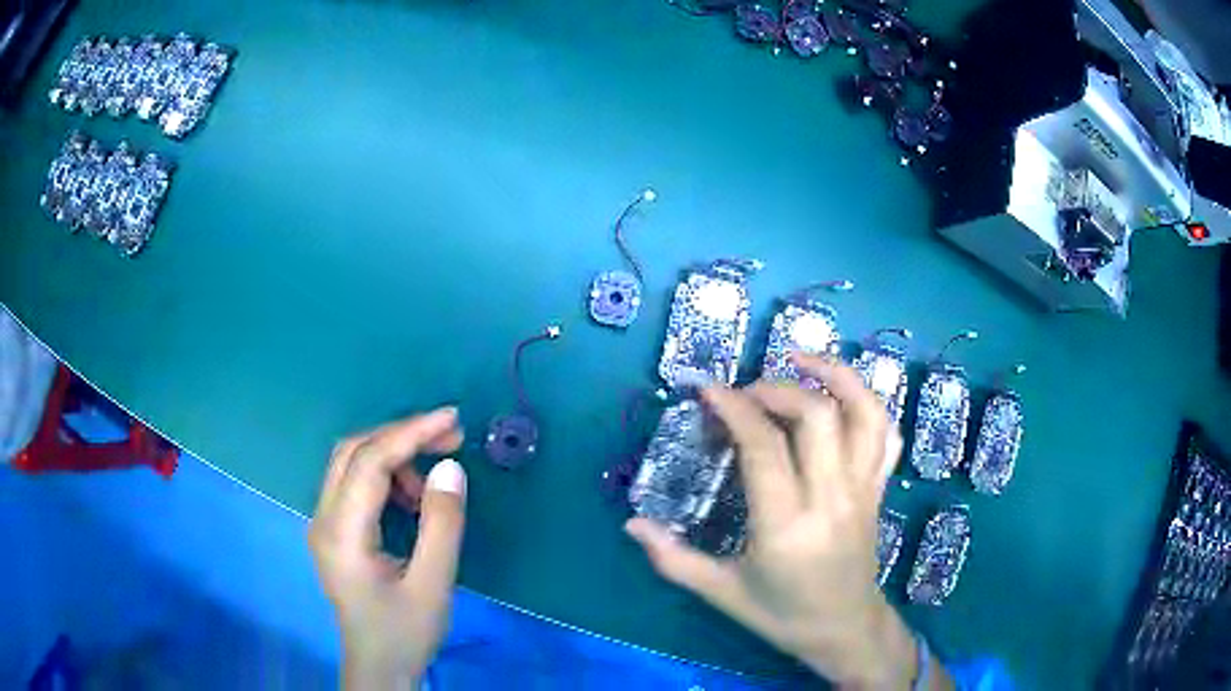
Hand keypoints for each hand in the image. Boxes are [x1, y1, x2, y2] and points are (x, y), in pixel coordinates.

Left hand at [309, 407, 466, 689]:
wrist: (378, 666)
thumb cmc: (405, 632)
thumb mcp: (433, 585)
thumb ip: (442, 526)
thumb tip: (450, 467)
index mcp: (341, 534)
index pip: (369, 462)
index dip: (410, 433)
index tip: (452, 419)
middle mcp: (322, 519)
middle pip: (352, 451)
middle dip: (401, 435)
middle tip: (450, 437)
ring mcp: (322, 523)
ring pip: (350, 463)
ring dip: (393, 455)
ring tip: (434, 479)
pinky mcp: (332, 530)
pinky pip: (353, 483)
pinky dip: (385, 476)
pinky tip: (412, 497)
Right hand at [626, 356, 950, 689]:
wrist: (845, 631)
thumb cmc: (781, 616)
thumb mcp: (722, 593)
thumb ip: (673, 559)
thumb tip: (630, 523)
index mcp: (786, 525)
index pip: (764, 446)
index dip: (734, 407)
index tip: (708, 389)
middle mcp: (831, 498)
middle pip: (815, 416)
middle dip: (777, 386)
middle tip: (745, 391)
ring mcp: (863, 490)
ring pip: (863, 414)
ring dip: (835, 375)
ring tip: (801, 358)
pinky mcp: (879, 490)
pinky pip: (886, 435)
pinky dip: (868, 403)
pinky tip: (842, 396)